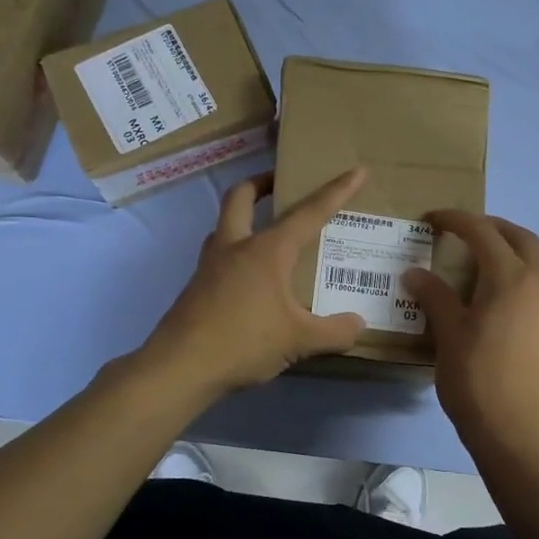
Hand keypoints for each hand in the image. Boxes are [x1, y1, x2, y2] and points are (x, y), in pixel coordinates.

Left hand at [143, 167, 369, 395]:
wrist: (180, 367)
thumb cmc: (244, 342)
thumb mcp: (299, 341)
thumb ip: (334, 332)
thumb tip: (358, 325)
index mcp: (267, 250)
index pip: (309, 213)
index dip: (336, 191)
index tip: (356, 171)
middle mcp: (236, 247)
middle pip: (241, 196)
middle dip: (262, 183)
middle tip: (281, 185)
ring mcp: (210, 265)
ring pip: (224, 225)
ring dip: (244, 218)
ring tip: (267, 233)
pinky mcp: (197, 287)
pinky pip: (219, 256)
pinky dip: (236, 254)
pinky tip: (251, 281)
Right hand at [406, 211, 538, 456]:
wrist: (518, 431)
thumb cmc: (476, 379)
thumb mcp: (448, 333)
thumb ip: (434, 295)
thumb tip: (415, 273)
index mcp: (511, 278)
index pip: (483, 232)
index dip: (456, 220)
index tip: (432, 219)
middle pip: (520, 237)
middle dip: (491, 226)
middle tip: (462, 231)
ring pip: (536, 260)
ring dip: (509, 249)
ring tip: (478, 260)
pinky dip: (520, 273)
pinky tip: (497, 294)